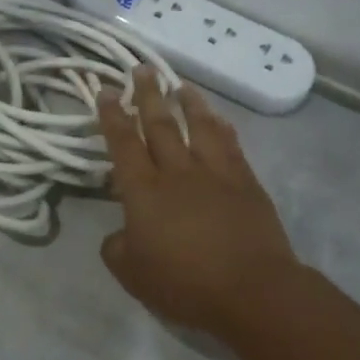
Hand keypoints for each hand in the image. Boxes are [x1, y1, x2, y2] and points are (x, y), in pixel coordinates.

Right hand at [97, 68, 303, 340]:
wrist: (252, 290)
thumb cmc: (184, 285)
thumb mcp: (132, 274)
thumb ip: (117, 247)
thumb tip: (120, 232)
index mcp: (144, 192)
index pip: (123, 144)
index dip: (112, 116)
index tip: (107, 91)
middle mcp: (177, 172)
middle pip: (160, 125)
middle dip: (148, 95)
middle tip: (143, 69)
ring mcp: (215, 174)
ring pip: (199, 126)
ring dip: (188, 103)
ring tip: (180, 84)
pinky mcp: (245, 182)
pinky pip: (230, 144)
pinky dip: (221, 126)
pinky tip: (218, 118)